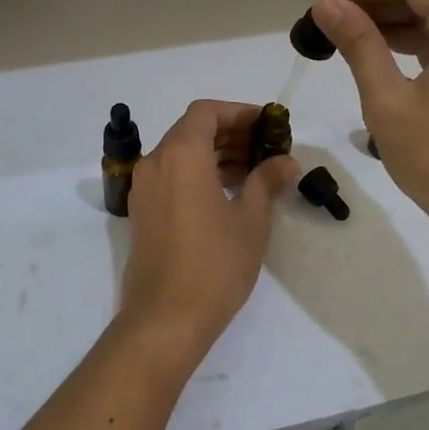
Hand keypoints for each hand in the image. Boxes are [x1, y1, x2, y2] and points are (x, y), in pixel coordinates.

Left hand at [114, 101, 299, 371]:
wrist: (165, 317)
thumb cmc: (215, 263)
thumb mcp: (250, 220)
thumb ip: (266, 181)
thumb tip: (285, 162)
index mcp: (181, 155)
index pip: (206, 112)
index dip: (238, 112)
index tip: (266, 125)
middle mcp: (156, 162)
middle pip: (191, 130)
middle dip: (229, 133)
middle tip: (265, 148)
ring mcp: (144, 188)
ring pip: (179, 153)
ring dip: (214, 153)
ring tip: (252, 170)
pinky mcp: (142, 211)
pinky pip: (170, 175)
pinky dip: (196, 172)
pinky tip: (225, 192)